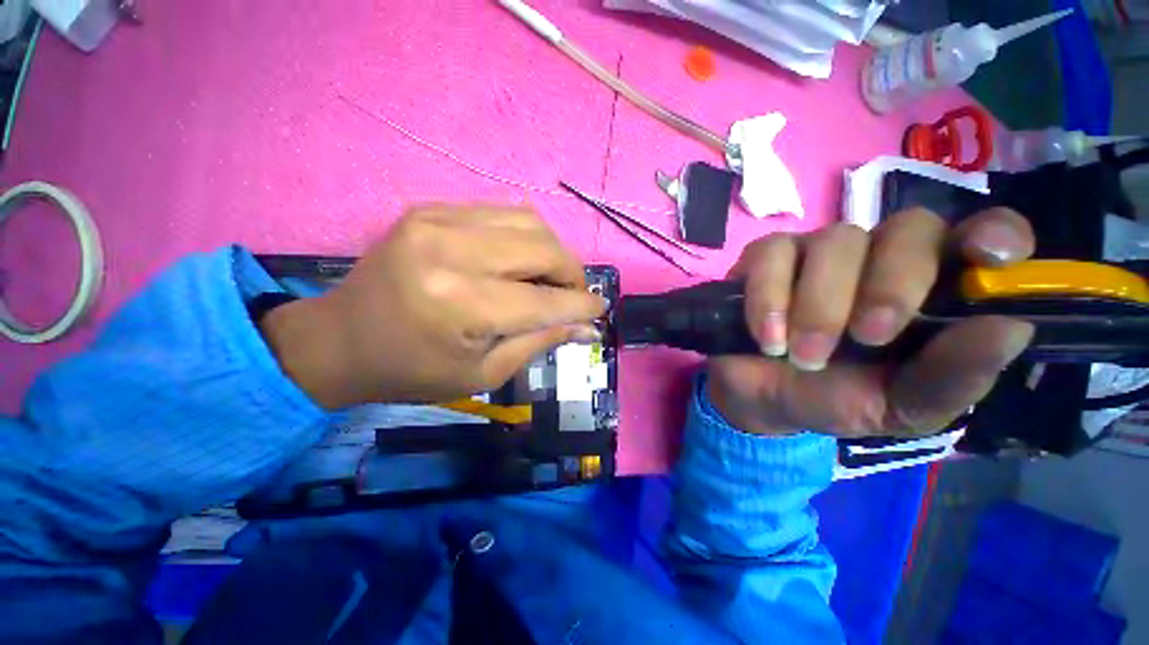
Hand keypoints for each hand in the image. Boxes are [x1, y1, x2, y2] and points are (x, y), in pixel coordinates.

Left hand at [261, 205, 605, 408]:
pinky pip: (501, 213)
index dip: (581, 305)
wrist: (340, 339)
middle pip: (543, 248)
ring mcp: (438, 220)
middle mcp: (452, 251)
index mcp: (461, 304)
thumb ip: (540, 342)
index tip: (601, 310)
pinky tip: (520, 260)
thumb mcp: (482, 373)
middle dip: (572, 273)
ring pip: (528, 221)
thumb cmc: (411, 371)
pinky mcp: (431, 209)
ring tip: (551, 277)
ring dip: (553, 250)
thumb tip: (587, 328)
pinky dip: (524, 236)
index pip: (545, 300)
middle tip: (575, 295)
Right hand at [708, 208, 1036, 437]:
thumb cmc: (833, 399)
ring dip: (820, 305)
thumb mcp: (899, 407)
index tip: (990, 258)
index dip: (994, 233)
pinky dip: (770, 298)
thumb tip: (1011, 328)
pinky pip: (772, 254)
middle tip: (867, 338)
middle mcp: (878, 258)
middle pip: (908, 228)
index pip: (979, 236)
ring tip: (801, 354)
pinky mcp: (765, 257)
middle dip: (892, 284)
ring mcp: (817, 252)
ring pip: (835, 240)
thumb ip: (952, 378)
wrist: (759, 398)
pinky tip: (767, 336)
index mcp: (929, 291)